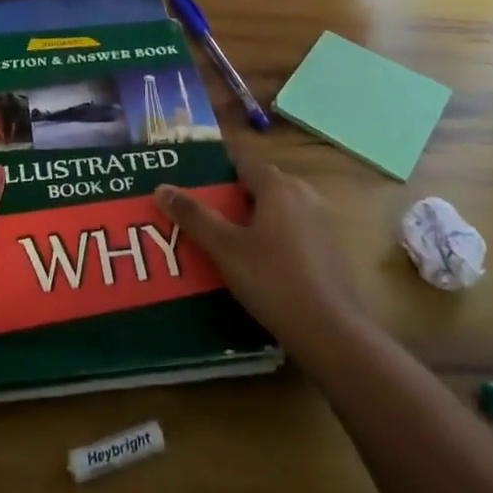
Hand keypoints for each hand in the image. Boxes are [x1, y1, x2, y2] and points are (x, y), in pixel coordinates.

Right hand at [154, 156, 362, 369]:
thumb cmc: (273, 280)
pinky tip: (255, 262)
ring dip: (252, 217)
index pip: (242, 161)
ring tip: (222, 237)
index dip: (217, 168)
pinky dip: (272, 236)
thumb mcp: (225, 249)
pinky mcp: (329, 248)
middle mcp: (303, 194)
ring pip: (277, 208)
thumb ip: (194, 216)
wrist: (330, 332)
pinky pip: (292, 230)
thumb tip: (162, 187)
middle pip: (260, 184)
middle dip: (231, 195)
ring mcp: (321, 221)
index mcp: (278, 186)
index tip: (193, 180)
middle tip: (201, 212)